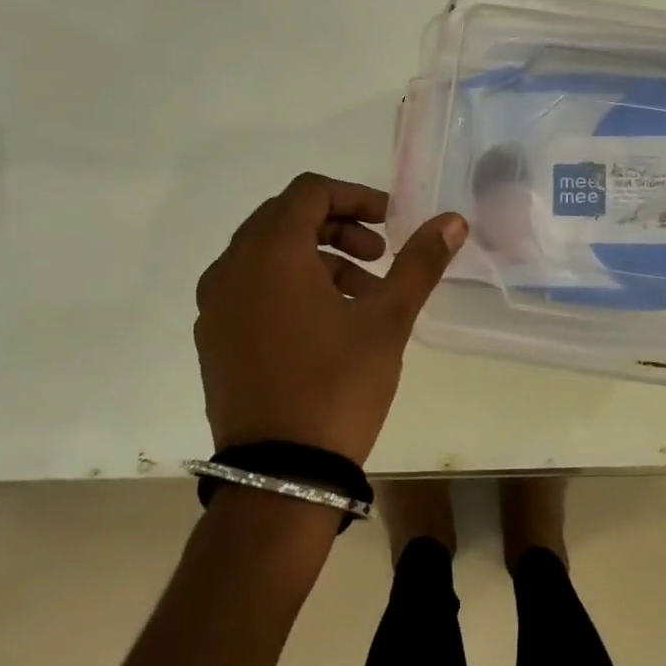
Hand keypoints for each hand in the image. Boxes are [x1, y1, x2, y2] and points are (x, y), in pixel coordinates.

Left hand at [194, 173, 466, 465]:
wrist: (280, 473)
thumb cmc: (337, 385)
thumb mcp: (388, 319)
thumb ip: (419, 262)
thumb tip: (453, 220)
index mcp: (270, 251)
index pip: (310, 191)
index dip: (356, 196)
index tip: (390, 222)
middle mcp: (231, 267)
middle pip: (286, 218)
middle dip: (338, 227)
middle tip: (379, 256)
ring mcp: (214, 305)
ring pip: (268, 255)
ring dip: (317, 259)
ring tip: (362, 296)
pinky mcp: (212, 338)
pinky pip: (251, 288)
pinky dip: (288, 286)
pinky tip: (325, 324)